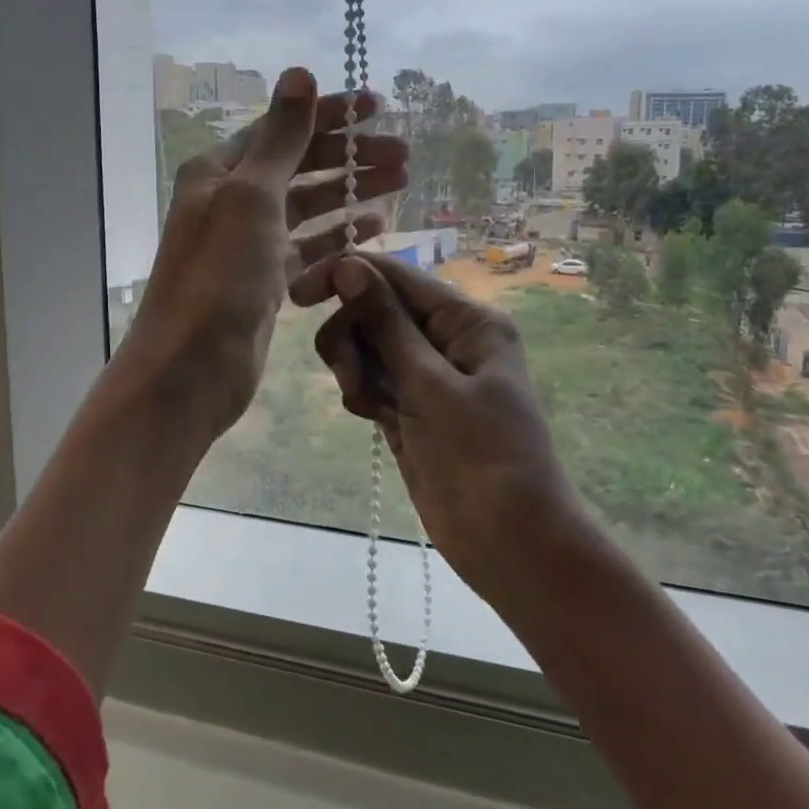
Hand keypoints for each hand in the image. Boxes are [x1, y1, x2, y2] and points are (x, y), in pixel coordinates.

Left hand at [121, 68, 408, 438]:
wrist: (193, 367)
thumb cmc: (221, 275)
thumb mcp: (252, 195)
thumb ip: (282, 137)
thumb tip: (300, 72)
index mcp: (220, 172)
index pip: (283, 129)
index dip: (331, 114)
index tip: (380, 107)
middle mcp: (232, 202)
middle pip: (301, 168)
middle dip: (351, 158)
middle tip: (404, 157)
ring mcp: (249, 245)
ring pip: (308, 209)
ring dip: (351, 196)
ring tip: (399, 187)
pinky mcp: (265, 284)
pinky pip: (307, 251)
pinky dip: (337, 240)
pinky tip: (371, 233)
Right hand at [290, 253, 581, 603]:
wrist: (510, 543)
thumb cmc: (482, 456)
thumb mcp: (431, 385)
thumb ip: (387, 324)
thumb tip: (350, 265)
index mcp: (467, 321)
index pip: (397, 276)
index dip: (345, 276)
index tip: (298, 294)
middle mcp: (447, 340)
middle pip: (375, 310)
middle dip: (352, 335)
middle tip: (349, 376)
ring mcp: (428, 376)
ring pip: (368, 347)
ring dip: (354, 368)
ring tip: (366, 405)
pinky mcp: (411, 409)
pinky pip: (372, 382)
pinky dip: (362, 393)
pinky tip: (372, 419)